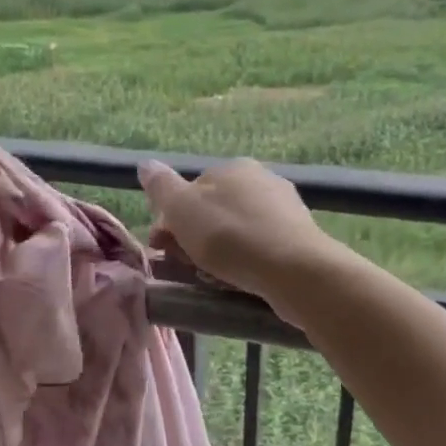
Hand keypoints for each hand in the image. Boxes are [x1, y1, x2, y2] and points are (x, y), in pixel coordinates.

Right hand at [137, 158, 340, 321]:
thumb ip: (161, 186)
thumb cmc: (230, 236)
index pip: (190, 192)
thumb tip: (145, 164)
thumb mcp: (182, 208)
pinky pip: (259, 249)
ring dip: (217, 255)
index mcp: (232, 167)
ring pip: (235, 233)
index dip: (171, 221)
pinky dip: (244, 263)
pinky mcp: (299, 239)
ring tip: (212, 279)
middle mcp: (262, 180)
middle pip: (212, 212)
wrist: (295, 270)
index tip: (163, 248)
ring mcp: (284, 209)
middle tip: (187, 267)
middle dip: (193, 239)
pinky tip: (240, 281)